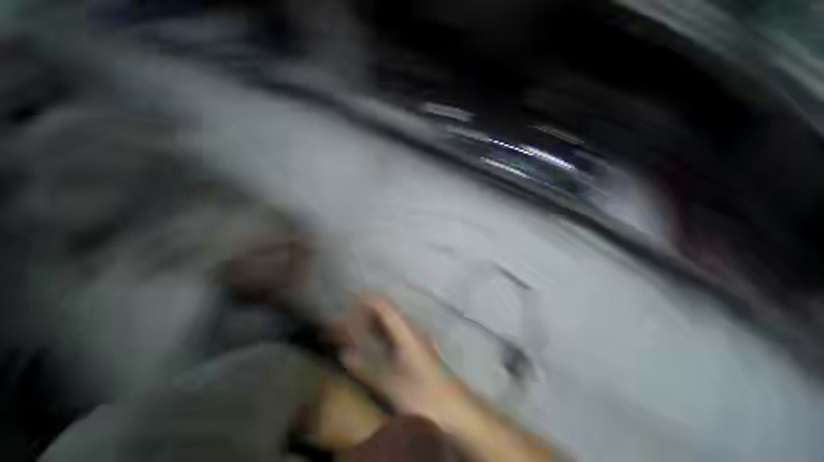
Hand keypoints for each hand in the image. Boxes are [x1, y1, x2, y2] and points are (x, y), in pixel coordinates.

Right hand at [339, 294, 464, 419]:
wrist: (457, 411)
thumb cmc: (426, 398)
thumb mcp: (393, 385)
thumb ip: (367, 369)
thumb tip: (345, 354)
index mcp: (407, 333)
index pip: (385, 307)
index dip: (368, 298)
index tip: (350, 294)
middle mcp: (412, 331)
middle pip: (387, 313)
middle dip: (366, 312)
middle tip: (345, 316)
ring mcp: (416, 340)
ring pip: (390, 324)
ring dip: (372, 323)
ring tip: (353, 327)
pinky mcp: (417, 350)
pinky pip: (394, 335)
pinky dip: (380, 334)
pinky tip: (371, 341)